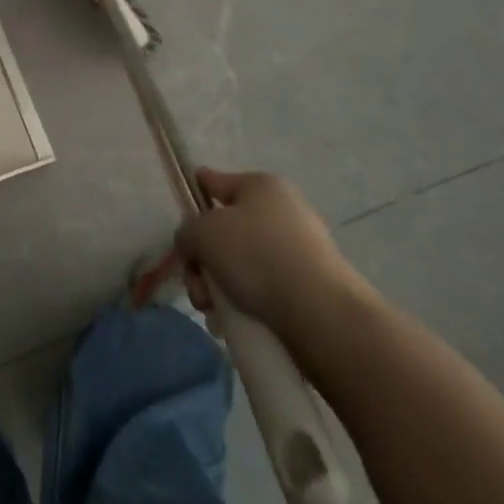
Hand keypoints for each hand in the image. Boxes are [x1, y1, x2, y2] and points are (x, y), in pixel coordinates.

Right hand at [175, 170, 369, 351]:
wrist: (320, 312)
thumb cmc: (256, 255)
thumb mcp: (203, 234)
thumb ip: (187, 233)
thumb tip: (194, 245)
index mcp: (261, 186)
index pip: (216, 180)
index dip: (195, 190)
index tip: (183, 206)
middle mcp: (283, 211)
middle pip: (226, 231)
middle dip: (204, 261)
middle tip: (197, 287)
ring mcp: (299, 248)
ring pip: (242, 263)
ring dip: (219, 286)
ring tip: (213, 313)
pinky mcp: (309, 284)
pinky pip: (264, 287)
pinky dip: (245, 302)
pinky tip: (232, 323)